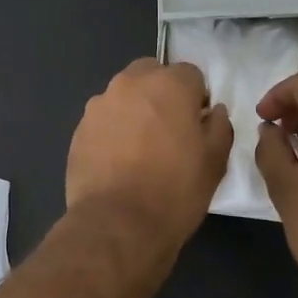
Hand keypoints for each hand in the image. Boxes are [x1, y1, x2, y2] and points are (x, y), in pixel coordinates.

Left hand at [67, 58, 232, 252]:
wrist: (117, 224)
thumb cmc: (174, 190)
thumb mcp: (215, 161)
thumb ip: (219, 126)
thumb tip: (213, 112)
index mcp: (168, 84)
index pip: (190, 74)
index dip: (197, 98)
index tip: (197, 125)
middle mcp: (130, 84)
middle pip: (151, 74)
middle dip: (162, 94)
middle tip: (169, 131)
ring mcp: (99, 105)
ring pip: (124, 96)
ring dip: (135, 111)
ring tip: (141, 150)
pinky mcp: (79, 129)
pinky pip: (104, 120)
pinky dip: (113, 131)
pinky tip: (118, 162)